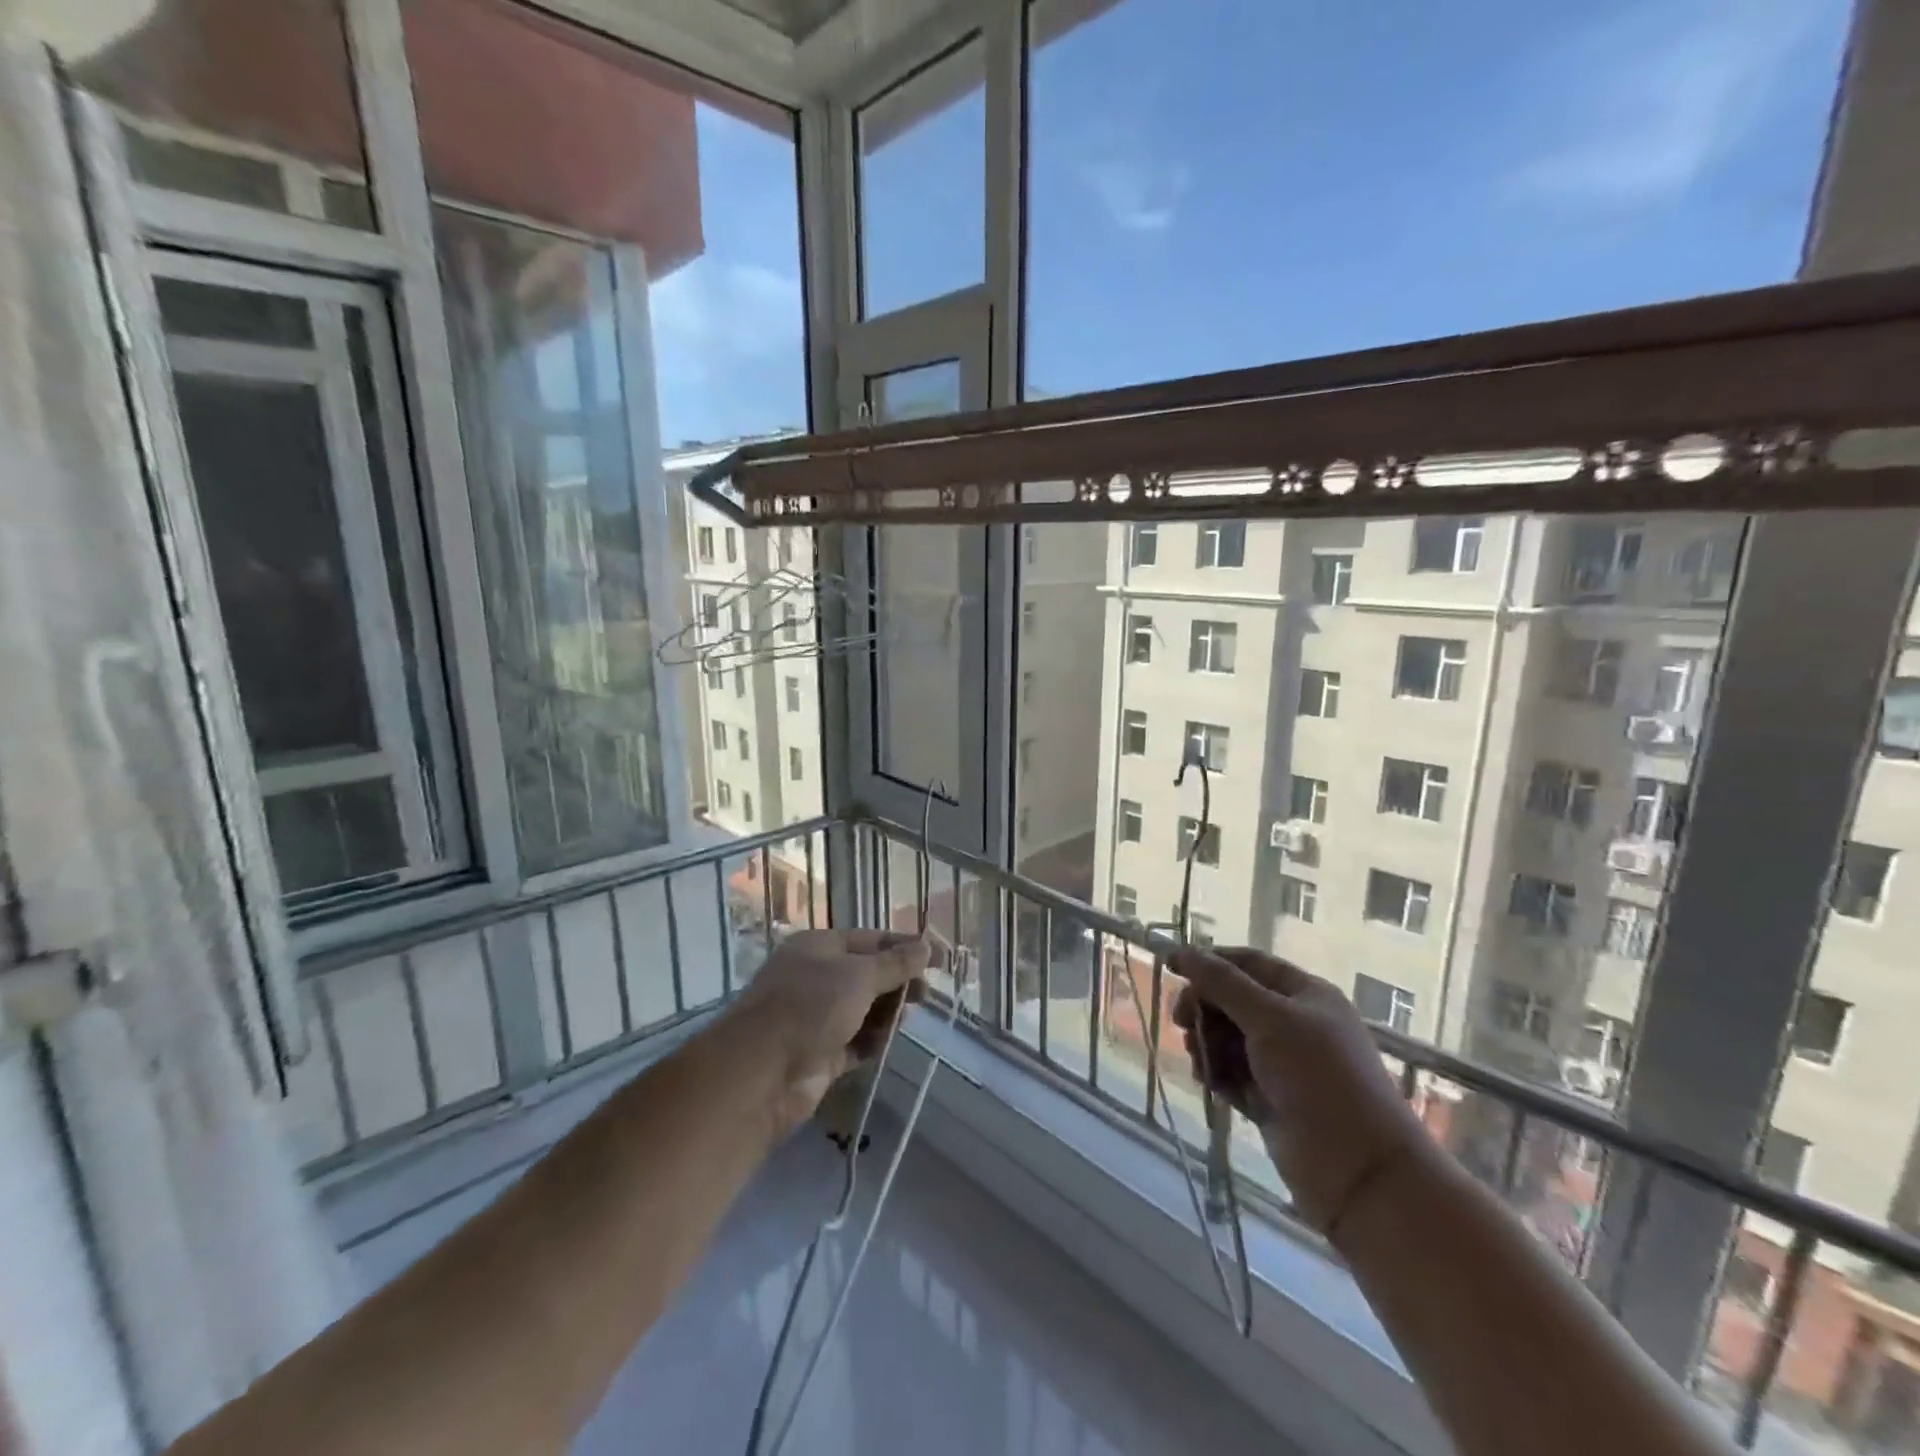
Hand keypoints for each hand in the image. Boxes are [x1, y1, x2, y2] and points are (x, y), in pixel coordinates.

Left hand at [727, 929, 929, 1133]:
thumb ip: (895, 964)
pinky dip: (873, 1041)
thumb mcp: (859, 976)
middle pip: (868, 975)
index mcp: (819, 947)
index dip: (904, 947)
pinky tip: (889, 1041)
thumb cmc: (811, 1007)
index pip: (870, 940)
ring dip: (887, 1012)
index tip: (937, 958)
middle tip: (926, 994)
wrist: (762, 1073)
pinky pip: (855, 1042)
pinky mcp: (820, 1054)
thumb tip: (926, 947)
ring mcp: (816, 1018)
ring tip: (907, 1017)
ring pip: (863, 1010)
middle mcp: (816, 978)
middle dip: (898, 982)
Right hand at [1170, 947, 1434, 1236]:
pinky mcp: (1269, 1100)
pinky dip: (1215, 1072)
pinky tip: (1208, 1082)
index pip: (1249, 964)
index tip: (1170, 966)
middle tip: (1181, 1022)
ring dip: (1206, 1042)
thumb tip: (1182, 951)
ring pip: (1227, 1038)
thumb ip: (1222, 983)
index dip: (1210, 961)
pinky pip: (1231, 1073)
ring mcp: (1282, 1065)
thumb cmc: (1319, 1078)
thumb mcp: (1270, 1018)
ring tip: (1199, 1058)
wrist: (1359, 1171)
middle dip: (1204, 1007)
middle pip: (1233, 1000)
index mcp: (1305, 995)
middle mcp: (1294, 1024)